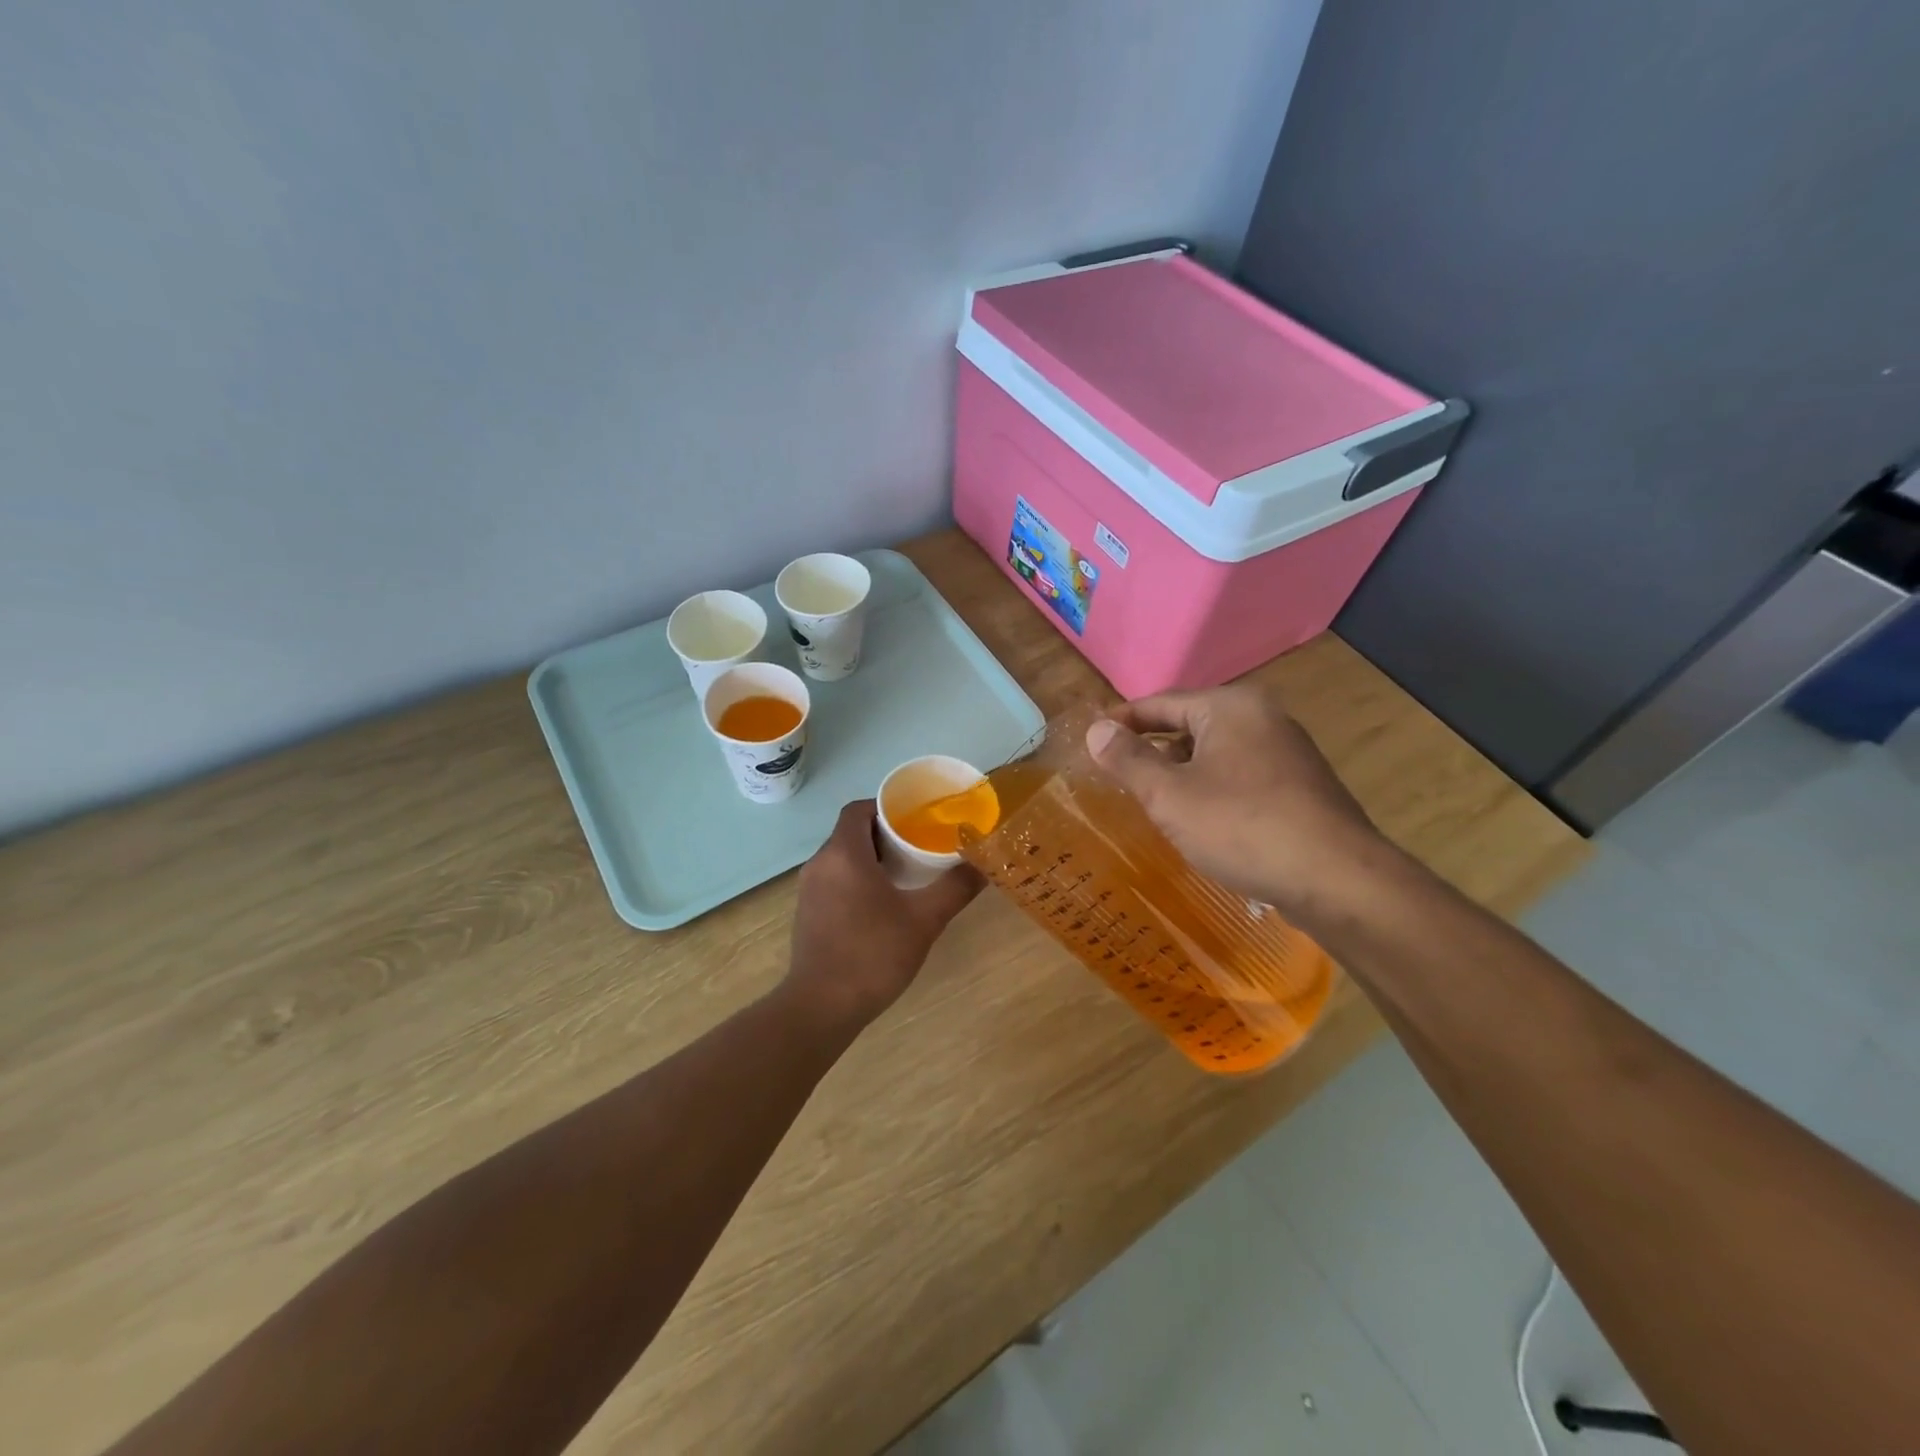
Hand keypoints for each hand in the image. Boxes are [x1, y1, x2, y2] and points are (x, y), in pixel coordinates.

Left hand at [786, 801, 982, 1027]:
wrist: (822, 1006)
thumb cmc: (872, 953)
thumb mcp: (924, 919)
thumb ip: (955, 887)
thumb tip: (982, 864)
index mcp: (843, 853)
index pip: (859, 809)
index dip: (886, 807)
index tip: (916, 818)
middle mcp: (820, 863)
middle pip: (851, 832)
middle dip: (885, 834)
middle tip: (920, 846)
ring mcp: (808, 890)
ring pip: (842, 858)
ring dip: (871, 859)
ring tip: (907, 874)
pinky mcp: (807, 914)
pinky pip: (834, 881)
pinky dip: (857, 880)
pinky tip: (882, 905)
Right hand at [1085, 684, 1395, 921]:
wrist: (1337, 880)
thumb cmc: (1241, 827)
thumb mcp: (1169, 795)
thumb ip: (1127, 759)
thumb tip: (1096, 729)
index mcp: (1229, 707)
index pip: (1160, 703)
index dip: (1122, 721)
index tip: (1092, 739)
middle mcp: (1262, 717)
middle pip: (1189, 724)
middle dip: (1151, 748)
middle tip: (1117, 774)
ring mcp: (1287, 751)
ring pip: (1215, 752)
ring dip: (1180, 771)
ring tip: (1152, 800)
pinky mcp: (1300, 786)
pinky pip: (1240, 775)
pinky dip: (1211, 788)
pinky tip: (1200, 820)